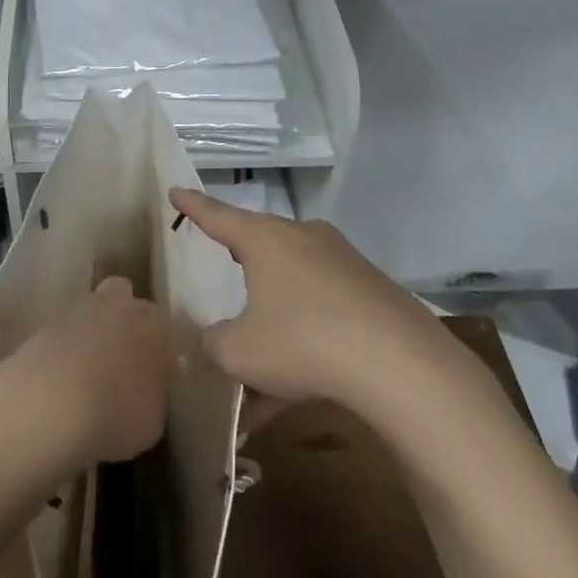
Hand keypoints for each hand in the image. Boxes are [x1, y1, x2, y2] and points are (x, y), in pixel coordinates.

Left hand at [0, 277, 175, 467]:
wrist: (46, 407)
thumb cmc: (114, 415)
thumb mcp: (152, 421)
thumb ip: (153, 396)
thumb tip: (146, 389)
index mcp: (154, 327)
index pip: (165, 324)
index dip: (159, 345)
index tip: (155, 370)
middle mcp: (118, 308)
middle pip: (124, 297)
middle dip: (124, 318)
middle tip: (122, 356)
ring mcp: (75, 313)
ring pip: (88, 311)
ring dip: (90, 332)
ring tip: (86, 373)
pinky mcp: (41, 328)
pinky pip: (60, 334)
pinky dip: (62, 350)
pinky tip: (59, 381)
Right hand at [170, 188, 481, 413]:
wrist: (402, 366)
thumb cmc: (303, 344)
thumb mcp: (239, 352)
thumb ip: (216, 342)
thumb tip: (223, 337)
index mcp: (266, 240)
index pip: (218, 216)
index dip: (193, 206)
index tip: (175, 189)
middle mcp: (304, 239)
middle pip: (261, 248)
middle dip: (241, 267)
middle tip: (224, 272)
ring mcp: (344, 262)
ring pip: (293, 288)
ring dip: (274, 325)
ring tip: (260, 382)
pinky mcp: (373, 291)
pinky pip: (325, 310)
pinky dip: (306, 340)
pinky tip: (299, 388)